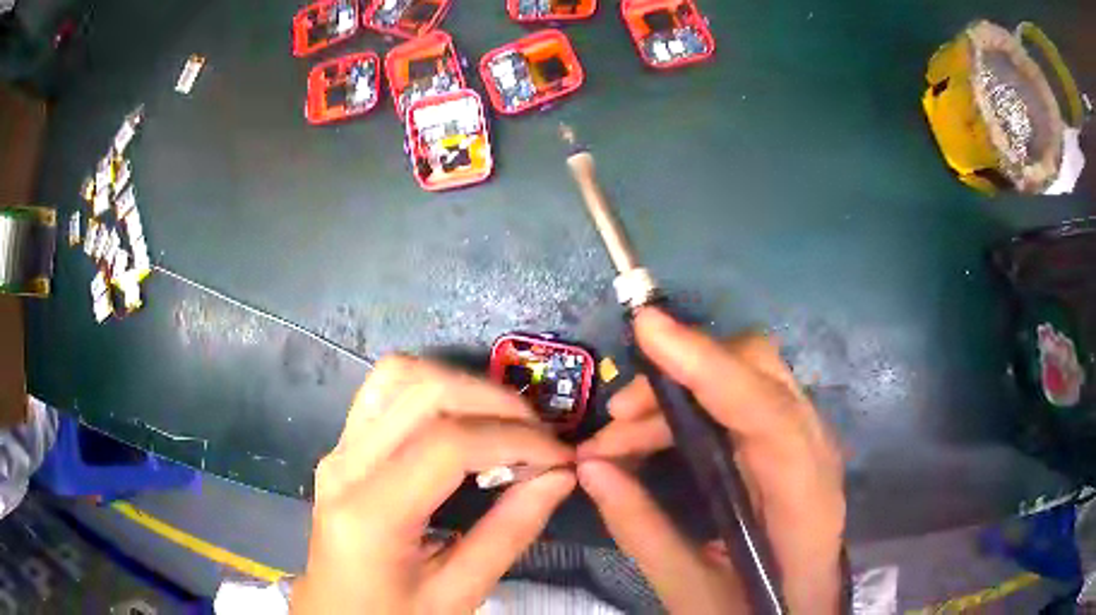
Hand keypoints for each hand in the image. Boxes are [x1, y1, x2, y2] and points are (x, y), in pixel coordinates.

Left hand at [292, 357, 575, 614]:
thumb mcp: (457, 594)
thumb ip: (509, 533)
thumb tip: (560, 476)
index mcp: (370, 514)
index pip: (447, 444)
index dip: (515, 439)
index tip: (560, 456)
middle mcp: (344, 466)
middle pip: (425, 394)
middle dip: (496, 404)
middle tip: (540, 437)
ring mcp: (338, 449)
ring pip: (401, 376)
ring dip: (463, 387)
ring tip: (505, 424)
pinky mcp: (342, 447)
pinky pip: (386, 390)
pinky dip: (432, 389)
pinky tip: (461, 420)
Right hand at [577, 309, 845, 613]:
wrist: (803, 613)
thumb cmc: (757, 612)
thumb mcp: (694, 592)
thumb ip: (644, 532)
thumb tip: (590, 469)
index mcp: (805, 504)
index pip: (767, 415)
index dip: (710, 367)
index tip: (649, 329)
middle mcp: (815, 457)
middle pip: (762, 374)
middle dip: (684, 375)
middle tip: (617, 416)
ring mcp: (805, 444)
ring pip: (748, 379)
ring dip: (680, 395)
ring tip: (617, 439)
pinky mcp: (787, 444)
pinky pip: (742, 401)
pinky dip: (693, 407)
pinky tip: (653, 437)